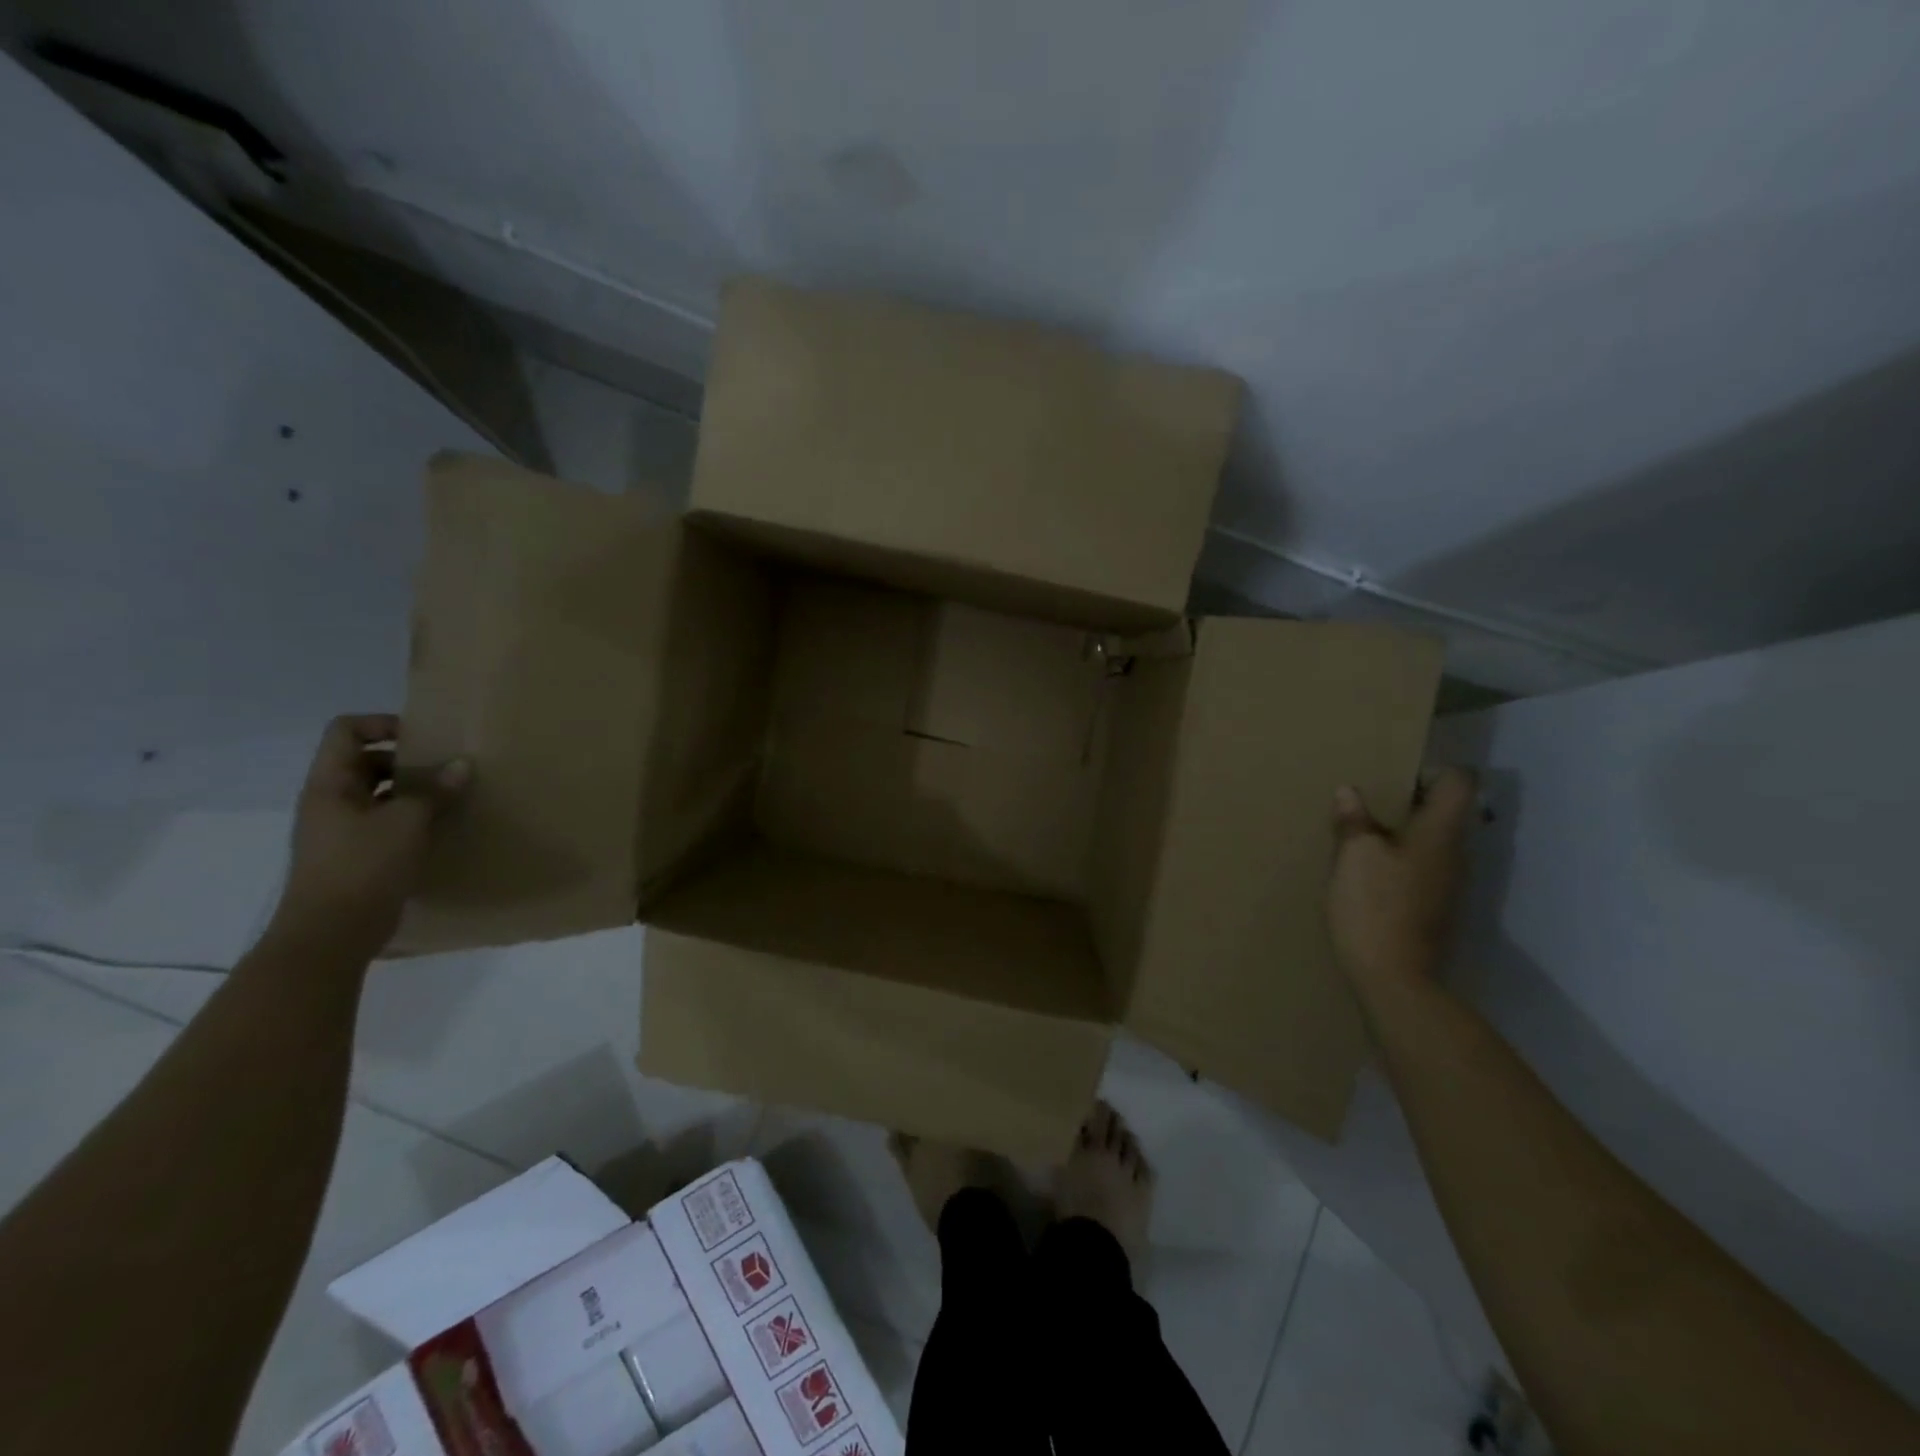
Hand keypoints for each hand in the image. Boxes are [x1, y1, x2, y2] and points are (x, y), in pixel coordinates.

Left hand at [269, 714, 469, 961]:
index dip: (382, 724)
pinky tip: (442, 828)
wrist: (331, 934)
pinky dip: (413, 818)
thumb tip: (462, 764)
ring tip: (453, 796)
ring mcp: (342, 830)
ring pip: (379, 793)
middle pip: (365, 761)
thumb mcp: (405, 823)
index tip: (423, 737)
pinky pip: (387, 822)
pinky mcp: (358, 855)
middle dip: (407, 760)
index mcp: (330, 785)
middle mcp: (331, 801)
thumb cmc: (362, 867)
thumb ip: (434, 791)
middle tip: (448, 768)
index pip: (346, 732)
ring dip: (414, 791)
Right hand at [1327, 767, 1477, 995]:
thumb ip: (1354, 820)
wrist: (1394, 978)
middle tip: (1368, 800)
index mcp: (1440, 833)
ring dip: (1401, 830)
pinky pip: (1421, 865)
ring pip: (1431, 840)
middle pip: (1446, 810)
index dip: (1432, 769)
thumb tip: (1350, 792)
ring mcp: (1448, 883)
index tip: (1395, 775)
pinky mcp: (1433, 906)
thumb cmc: (1375, 906)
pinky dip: (1398, 858)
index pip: (1459, 781)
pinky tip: (1366, 869)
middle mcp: (1455, 853)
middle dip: (1409, 799)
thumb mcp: (1354, 855)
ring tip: (1360, 833)